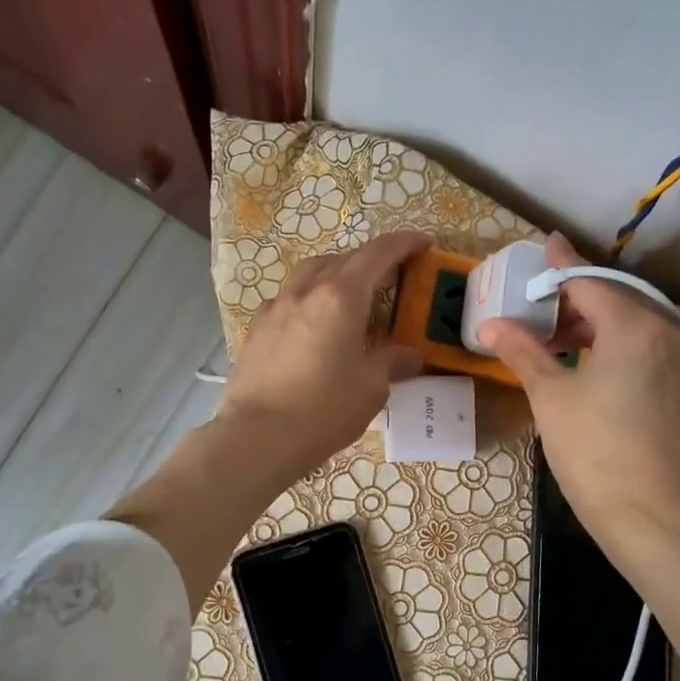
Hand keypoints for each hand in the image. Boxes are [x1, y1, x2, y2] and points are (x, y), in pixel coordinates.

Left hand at [220, 230, 430, 484]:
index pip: (378, 254)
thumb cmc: (323, 410)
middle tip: (390, 279)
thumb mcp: (371, 388)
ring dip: (335, 275)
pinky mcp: (256, 330)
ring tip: (351, 298)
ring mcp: (275, 308)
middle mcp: (306, 292)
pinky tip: (315, 327)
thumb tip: (408, 354)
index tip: (423, 242)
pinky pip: (289, 300)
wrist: (256, 438)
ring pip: (310, 274)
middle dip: (370, 261)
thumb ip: (391, 362)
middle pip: (342, 259)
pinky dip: (309, 301)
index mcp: (341, 297)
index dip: (404, 243)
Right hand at [478, 233, 679, 572]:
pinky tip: (589, 361)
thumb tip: (492, 325)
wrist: (653, 517)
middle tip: (538, 303)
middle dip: (576, 296)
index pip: (589, 281)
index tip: (542, 245)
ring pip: (633, 323)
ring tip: (556, 336)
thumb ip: (524, 353)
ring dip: (595, 321)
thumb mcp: (551, 398)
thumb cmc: (595, 452)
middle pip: (615, 297)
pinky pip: (646, 346)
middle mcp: (666, 332)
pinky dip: (616, 343)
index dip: (560, 265)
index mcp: (633, 326)